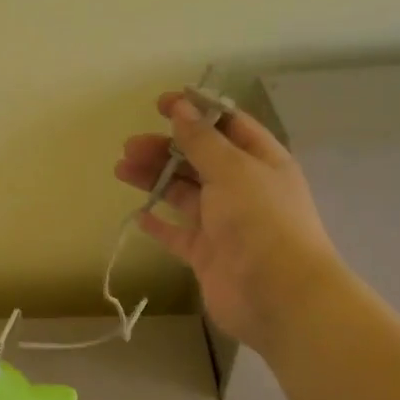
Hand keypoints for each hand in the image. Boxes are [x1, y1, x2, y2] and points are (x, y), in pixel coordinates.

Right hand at [116, 93, 344, 354]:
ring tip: (122, 169)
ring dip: (155, 179)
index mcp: (261, 161)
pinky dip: (158, 223)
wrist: (278, 294)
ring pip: (184, 193)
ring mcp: (225, 223)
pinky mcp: (207, 254)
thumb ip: (202, 139)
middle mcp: (244, 189)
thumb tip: (180, 107)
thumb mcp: (232, 169)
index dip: (197, 111)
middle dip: (166, 148)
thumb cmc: (260, 220)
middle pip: (199, 159)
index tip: (161, 104)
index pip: (227, 126)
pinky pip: (178, 234)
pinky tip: (137, 214)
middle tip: (130, 146)